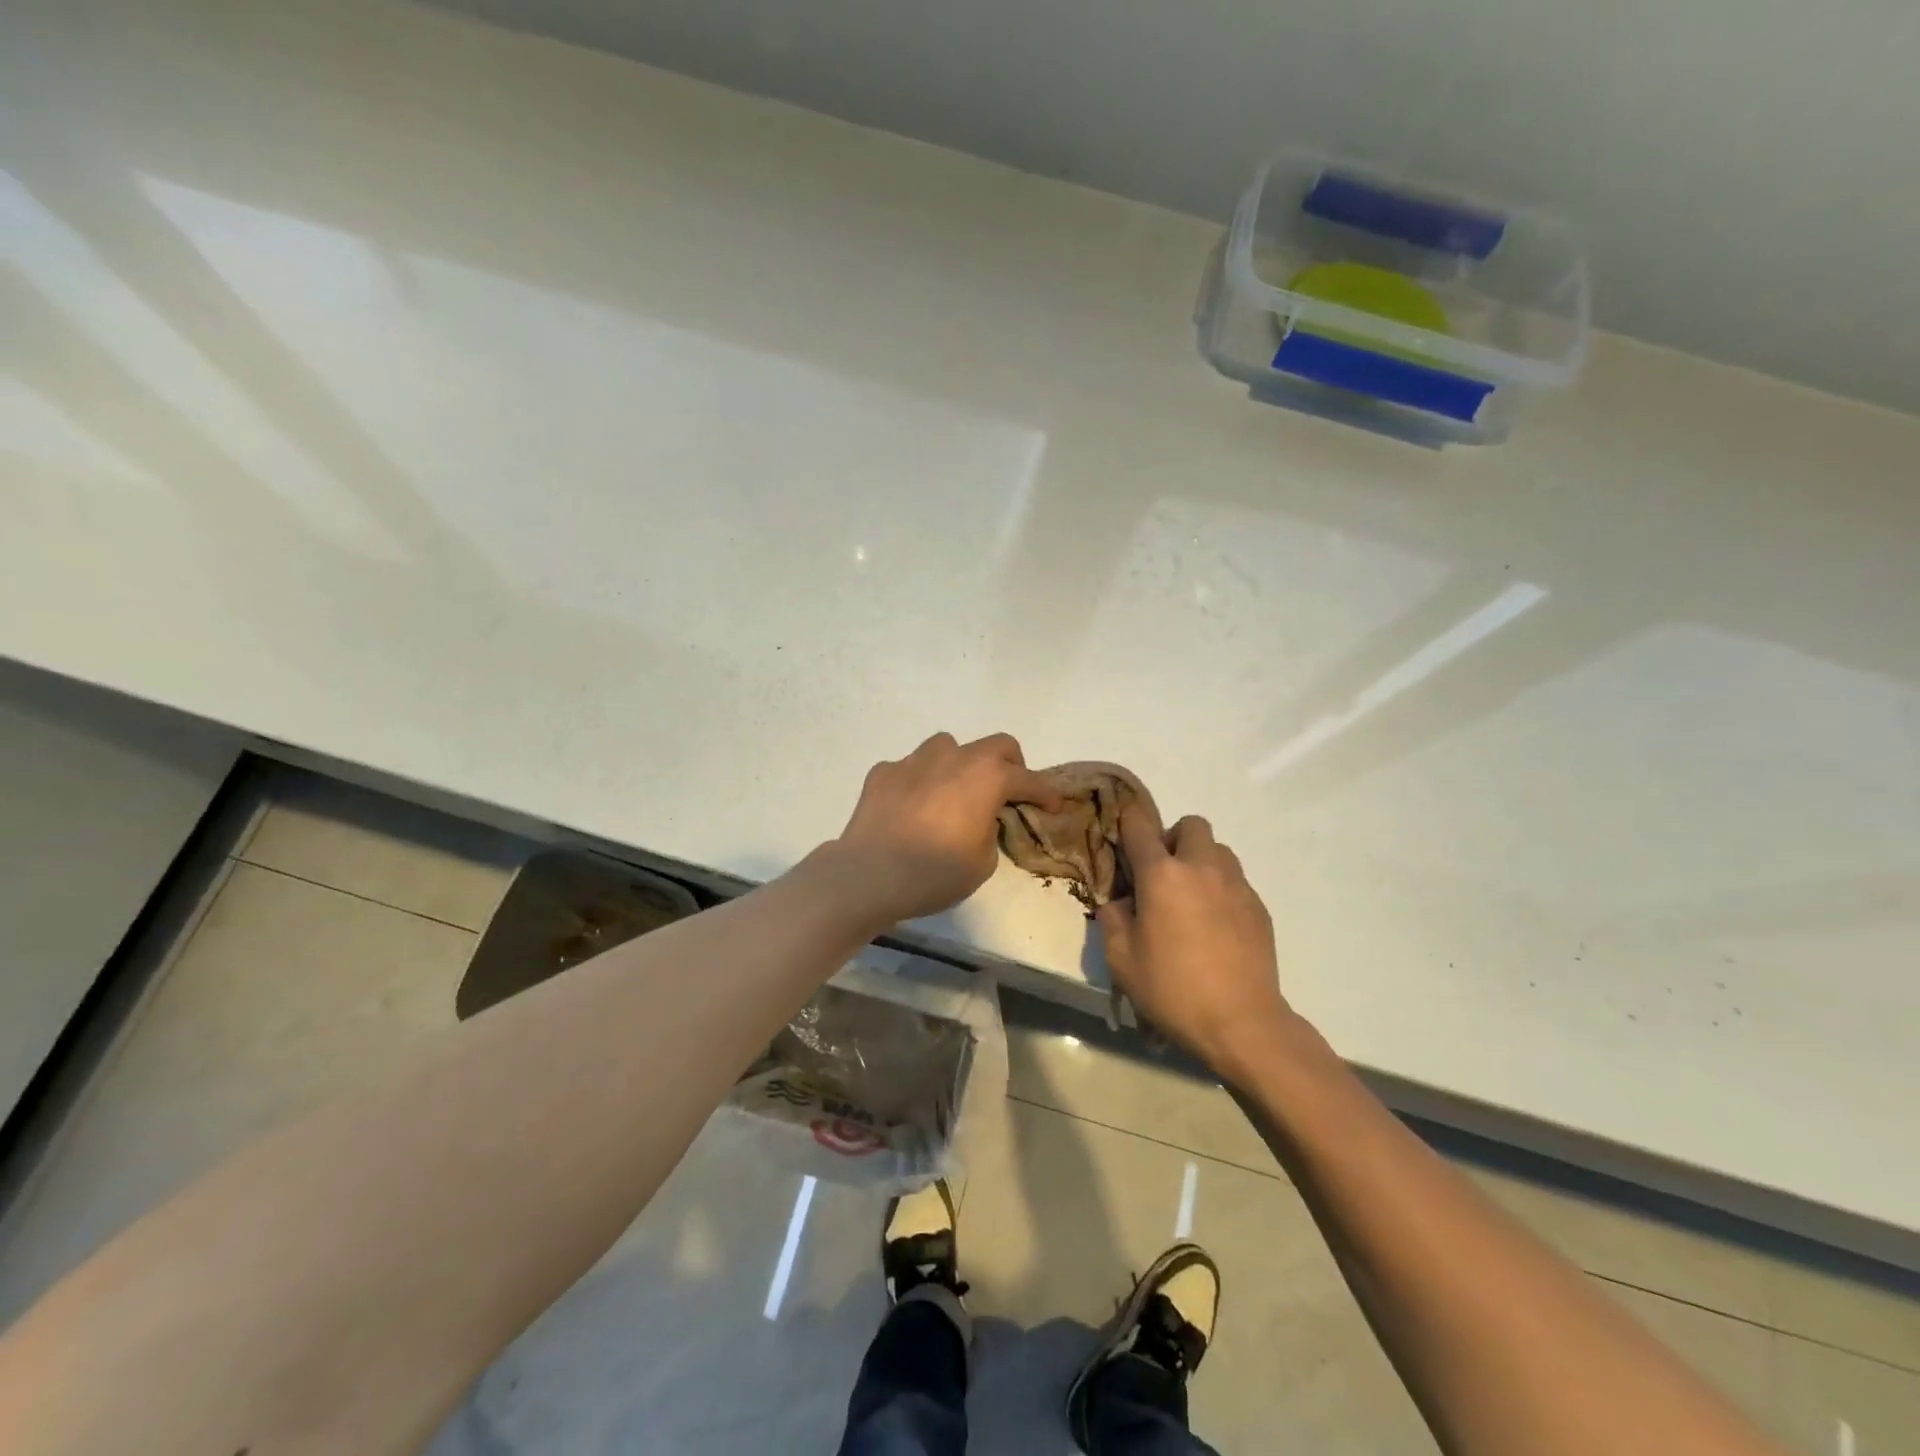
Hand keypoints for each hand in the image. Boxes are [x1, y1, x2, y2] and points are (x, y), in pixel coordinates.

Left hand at [830, 732, 1064, 924]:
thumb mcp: (982, 863)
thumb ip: (990, 830)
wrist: (868, 876)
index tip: (1053, 805)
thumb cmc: (934, 874)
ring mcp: (914, 760)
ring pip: (949, 747)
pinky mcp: (883, 772)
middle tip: (1009, 791)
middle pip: (995, 745)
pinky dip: (921, 781)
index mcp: (985, 778)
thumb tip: (980, 819)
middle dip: (1011, 765)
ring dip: (962, 764)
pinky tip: (913, 806)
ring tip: (956, 792)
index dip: (1045, 793)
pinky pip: (912, 767)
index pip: (1027, 778)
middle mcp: (953, 758)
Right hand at [1096, 802, 1290, 1081]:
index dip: (1128, 822)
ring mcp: (1236, 885)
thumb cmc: (1172, 989)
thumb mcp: (1121, 959)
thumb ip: (1113, 918)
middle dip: (1174, 839)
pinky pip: (1236, 881)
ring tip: (1191, 899)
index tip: (1123, 834)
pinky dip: (1221, 890)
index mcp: (1161, 875)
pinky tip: (1214, 927)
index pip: (1140, 827)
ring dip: (1201, 861)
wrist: (1241, 1023)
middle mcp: (1201, 868)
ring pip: (1218, 850)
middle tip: (1163, 874)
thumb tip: (1123, 902)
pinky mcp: (1258, 907)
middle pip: (1191, 825)